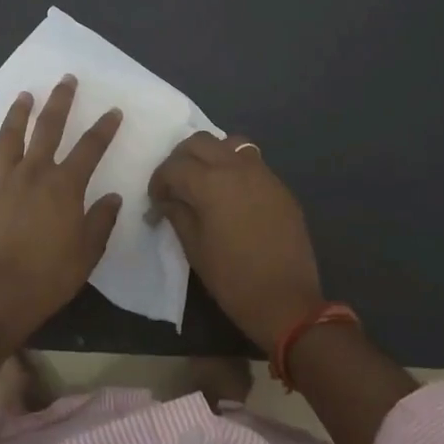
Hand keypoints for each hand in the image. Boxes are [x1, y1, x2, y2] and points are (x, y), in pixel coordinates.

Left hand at [0, 76, 123, 338]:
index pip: (89, 148)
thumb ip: (101, 220)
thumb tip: (113, 197)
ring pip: (10, 139)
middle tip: (65, 80)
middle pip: (47, 129)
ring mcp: (3, 184)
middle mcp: (33, 174)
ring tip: (24, 96)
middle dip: (59, 102)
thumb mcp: (88, 251)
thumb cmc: (50, 275)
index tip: (113, 111)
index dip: (103, 128)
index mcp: (64, 185)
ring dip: (18, 114)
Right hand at [149, 133, 322, 354]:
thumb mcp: (195, 248)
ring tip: (204, 181)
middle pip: (199, 142)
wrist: (286, 301)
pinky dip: (234, 167)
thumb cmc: (233, 279)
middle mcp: (236, 167)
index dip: (159, 181)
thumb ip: (177, 215)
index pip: (174, 166)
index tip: (156, 200)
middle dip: (181, 159)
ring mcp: (262, 173)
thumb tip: (165, 201)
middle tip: (175, 184)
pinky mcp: (280, 186)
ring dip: (210, 155)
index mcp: (210, 183)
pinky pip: (251, 162)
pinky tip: (232, 194)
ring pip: (229, 143)